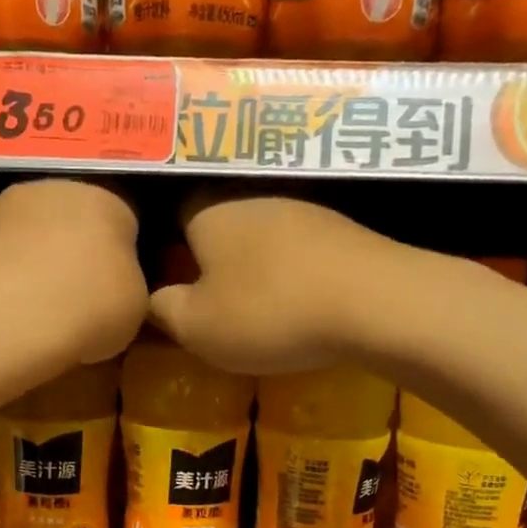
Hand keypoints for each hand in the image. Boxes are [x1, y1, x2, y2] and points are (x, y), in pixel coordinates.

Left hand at [0, 179, 146, 366]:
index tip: (117, 296)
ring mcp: (6, 206)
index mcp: (108, 200)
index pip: (125, 225)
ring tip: (42, 309)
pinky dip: (8, 275)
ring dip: (39, 262)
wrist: (6, 318)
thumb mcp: (136, 306)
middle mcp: (56, 188)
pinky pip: (3, 256)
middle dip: (78, 254)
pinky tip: (11, 309)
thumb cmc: (88, 307)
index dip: (124, 262)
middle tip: (82, 302)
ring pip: (35, 235)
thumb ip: (130, 284)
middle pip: (76, 222)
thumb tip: (114, 285)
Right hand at [150, 195, 413, 374]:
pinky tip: (304, 302)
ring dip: (259, 267)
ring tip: (262, 308)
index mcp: (209, 214)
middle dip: (216, 260)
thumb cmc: (269, 312)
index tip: (173, 282)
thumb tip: (153, 298)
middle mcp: (254, 199)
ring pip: (265, 237)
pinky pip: (303, 250)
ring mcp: (304, 210)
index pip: (174, 215)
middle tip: (216, 303)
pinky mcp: (344, 230)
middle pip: (222, 226)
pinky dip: (297, 273)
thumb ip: (165, 310)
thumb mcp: (198, 327)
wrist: (373, 302)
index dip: (169, 247)